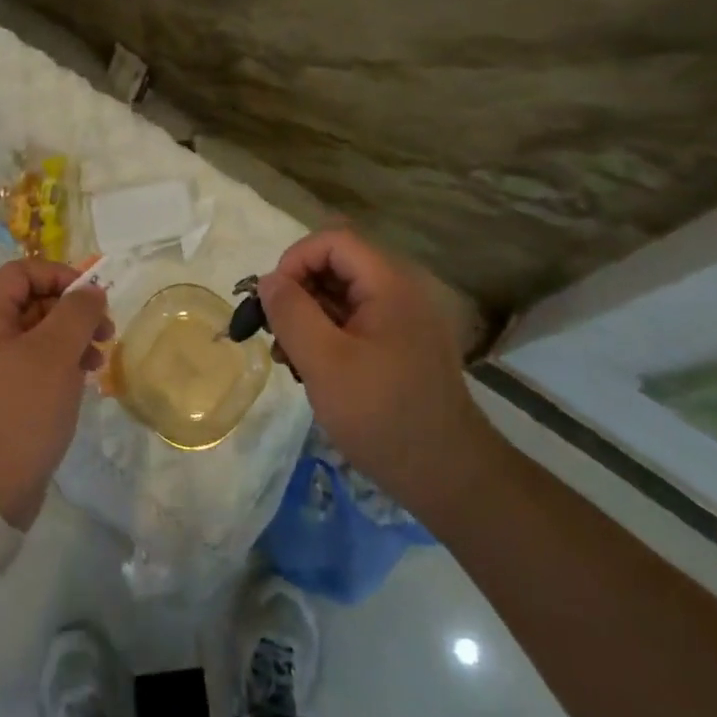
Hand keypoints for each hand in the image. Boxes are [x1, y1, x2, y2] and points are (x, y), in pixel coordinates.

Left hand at [0, 260, 111, 529]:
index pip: (20, 272)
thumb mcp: (54, 354)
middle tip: (106, 332)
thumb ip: (76, 313)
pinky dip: (61, 367)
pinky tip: (82, 384)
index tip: (92, 296)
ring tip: (98, 362)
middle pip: (31, 303)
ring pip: (37, 337)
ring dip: (72, 340)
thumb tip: (90, 290)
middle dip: (72, 311)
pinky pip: (35, 367)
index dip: (58, 274)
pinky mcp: (2, 400)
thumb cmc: (19, 412)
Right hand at [258, 229, 492, 519]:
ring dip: (308, 319)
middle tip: (276, 336)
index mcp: (389, 284)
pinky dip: (328, 337)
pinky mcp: (401, 347)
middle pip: (337, 266)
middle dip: (298, 293)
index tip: (272, 302)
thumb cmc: (382, 414)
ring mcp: (403, 320)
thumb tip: (268, 279)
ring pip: (342, 296)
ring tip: (290, 361)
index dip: (295, 261)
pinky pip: (355, 323)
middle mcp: (400, 291)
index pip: (333, 240)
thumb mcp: (324, 362)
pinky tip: (314, 372)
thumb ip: (291, 313)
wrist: (448, 476)